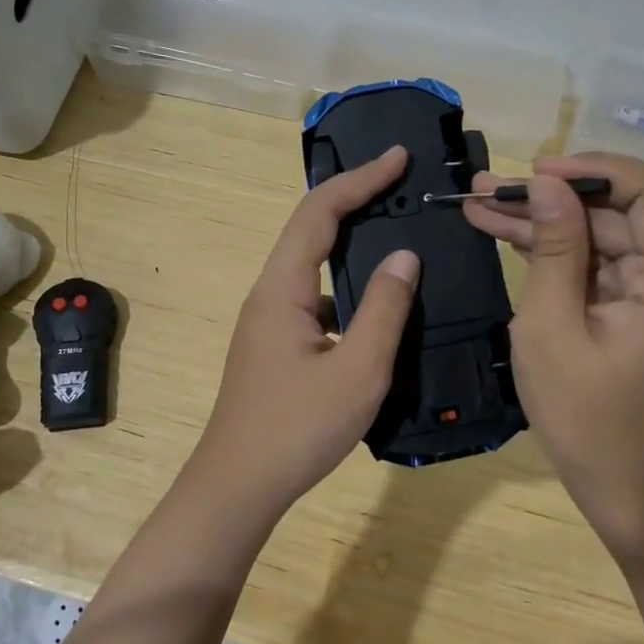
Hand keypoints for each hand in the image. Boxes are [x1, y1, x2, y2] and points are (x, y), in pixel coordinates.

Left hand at [187, 145, 420, 514]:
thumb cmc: (297, 428)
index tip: (398, 157)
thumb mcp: (357, 370)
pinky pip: (315, 300)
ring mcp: (269, 322)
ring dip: (351, 245)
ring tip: (397, 237)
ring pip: (312, 267)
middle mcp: (269, 294)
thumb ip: (385, 310)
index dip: (360, 179)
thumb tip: (404, 256)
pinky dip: (347, 289)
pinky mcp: (276, 347)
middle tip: (400, 185)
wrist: (239, 486)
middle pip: (310, 230)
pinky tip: (378, 308)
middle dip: (355, 200)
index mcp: (282, 288)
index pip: (320, 213)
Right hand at [464, 154, 643, 555]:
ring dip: (545, 222)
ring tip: (480, 205)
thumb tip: (545, 185)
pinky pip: (598, 264)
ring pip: (602, 234)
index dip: (595, 169)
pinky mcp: (639, 307)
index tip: (537, 171)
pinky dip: (556, 252)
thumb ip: (554, 250)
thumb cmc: (584, 417)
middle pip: (619, 212)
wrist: (622, 485)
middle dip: (551, 198)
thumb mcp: (552, 330)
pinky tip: (506, 235)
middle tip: (486, 190)